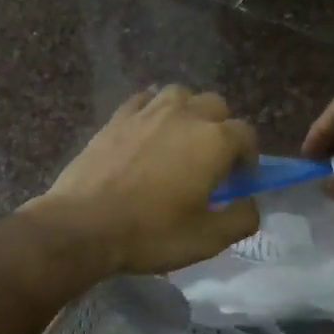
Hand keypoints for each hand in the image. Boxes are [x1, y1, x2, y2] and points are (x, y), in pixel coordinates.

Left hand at [27, 85, 260, 275]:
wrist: (83, 226)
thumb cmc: (151, 234)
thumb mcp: (207, 239)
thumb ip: (241, 219)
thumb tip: (250, 204)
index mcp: (213, 141)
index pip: (246, 135)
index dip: (249, 157)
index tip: (239, 181)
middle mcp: (184, 116)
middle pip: (216, 106)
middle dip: (222, 128)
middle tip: (212, 161)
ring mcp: (146, 113)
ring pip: (180, 94)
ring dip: (189, 112)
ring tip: (181, 139)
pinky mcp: (116, 118)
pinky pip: (143, 100)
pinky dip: (153, 109)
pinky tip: (148, 130)